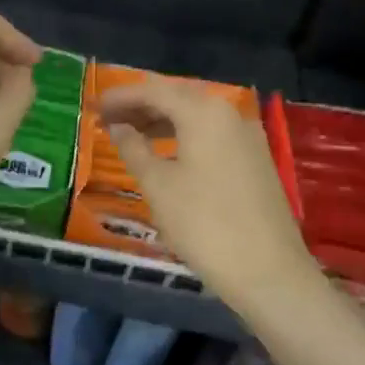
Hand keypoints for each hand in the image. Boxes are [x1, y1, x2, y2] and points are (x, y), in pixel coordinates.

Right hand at [98, 78, 312, 307]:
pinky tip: (165, 152)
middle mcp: (228, 113)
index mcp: (203, 112)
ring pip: (195, 115)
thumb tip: (118, 127)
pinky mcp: (255, 159)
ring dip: (161, 120)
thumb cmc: (204, 224)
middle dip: (141, 105)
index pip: (153, 91)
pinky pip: (211, 133)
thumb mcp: (158, 185)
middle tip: (108, 118)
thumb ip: (133, 148)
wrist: (270, 273)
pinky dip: (183, 135)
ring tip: (129, 134)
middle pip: (177, 97)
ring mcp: (247, 136)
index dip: (121, 97)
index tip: (94, 106)